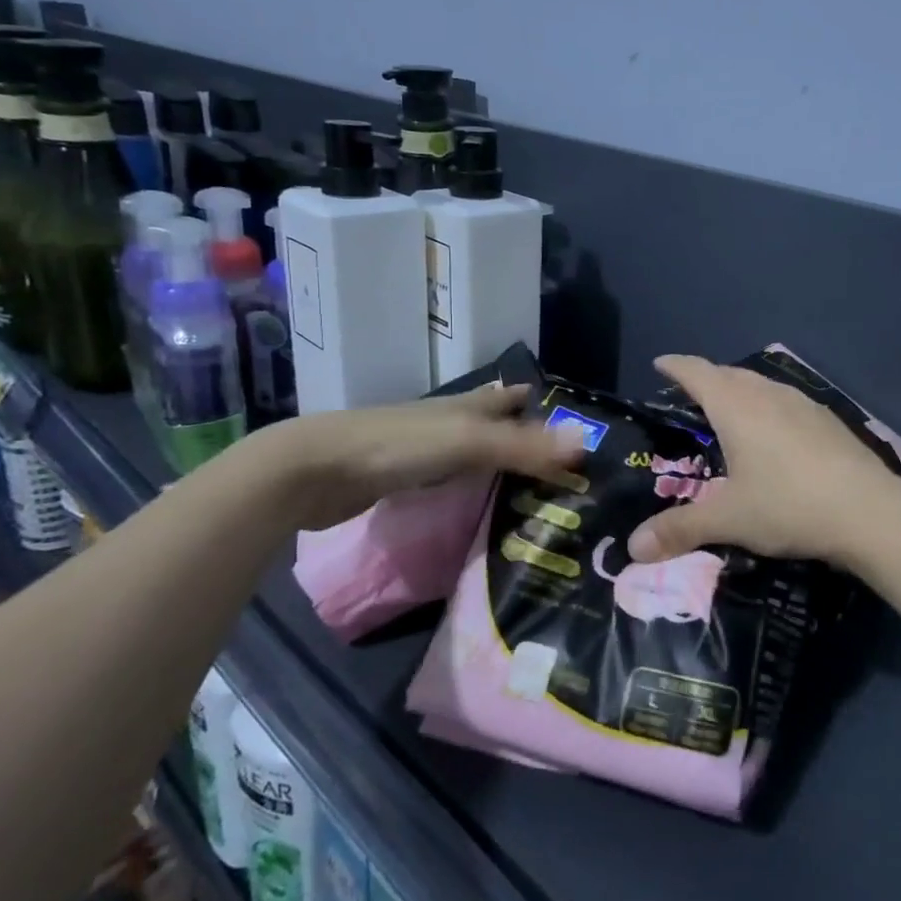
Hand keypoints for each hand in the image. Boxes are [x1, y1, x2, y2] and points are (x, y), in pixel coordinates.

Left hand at [254, 385, 585, 532]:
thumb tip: (585, 443)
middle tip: (561, 463)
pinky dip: (471, 487)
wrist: (315, 470)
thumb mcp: (468, 444)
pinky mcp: (401, 480)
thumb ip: (524, 446)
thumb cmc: (397, 447)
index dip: (538, 403)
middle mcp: (448, 422)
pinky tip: (480, 503)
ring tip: (531, 486)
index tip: (572, 421)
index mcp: (466, 406)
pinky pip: (450, 479)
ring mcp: (422, 451)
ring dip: (498, 462)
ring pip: (472, 452)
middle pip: (493, 422)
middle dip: (523, 434)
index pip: (510, 397)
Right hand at [628, 355, 900, 568]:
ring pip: (762, 385)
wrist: (869, 512)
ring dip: (740, 390)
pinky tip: (775, 434)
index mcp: (737, 406)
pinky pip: (786, 402)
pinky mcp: (828, 420)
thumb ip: (680, 529)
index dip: (676, 366)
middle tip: (690, 396)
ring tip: (730, 412)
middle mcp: (769, 394)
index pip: (698, 373)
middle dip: (707, 379)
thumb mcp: (729, 519)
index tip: (659, 363)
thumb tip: (633, 547)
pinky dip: (768, 407)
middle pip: (730, 374)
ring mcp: (803, 404)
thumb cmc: (788, 505)